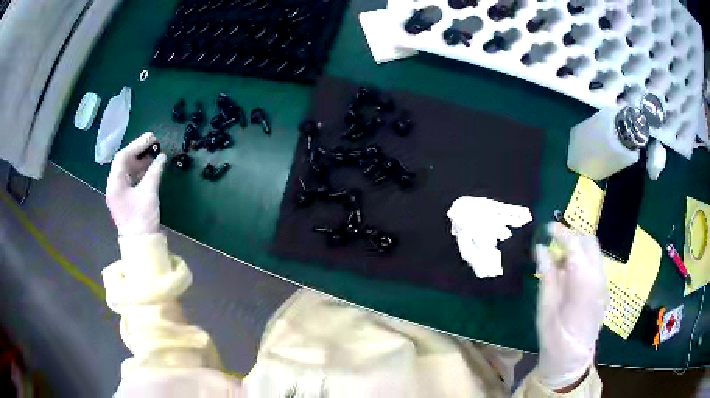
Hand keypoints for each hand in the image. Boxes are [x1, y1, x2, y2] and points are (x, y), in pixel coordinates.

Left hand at [106, 132, 166, 235]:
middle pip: (124, 163)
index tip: (151, 138)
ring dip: (140, 162)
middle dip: (138, 152)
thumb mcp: (149, 192)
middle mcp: (114, 186)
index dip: (137, 145)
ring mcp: (119, 194)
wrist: (141, 245)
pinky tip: (150, 169)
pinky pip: (131, 180)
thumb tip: (162, 157)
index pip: (122, 157)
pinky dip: (140, 172)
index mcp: (115, 184)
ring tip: (154, 155)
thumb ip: (154, 172)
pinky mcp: (125, 200)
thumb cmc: (142, 218)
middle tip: (154, 144)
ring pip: (127, 171)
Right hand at [534, 223, 608, 390]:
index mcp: (582, 283)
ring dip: (577, 248)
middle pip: (590, 242)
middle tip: (553, 241)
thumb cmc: (554, 338)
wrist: (572, 360)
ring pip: (594, 252)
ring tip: (558, 261)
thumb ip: (546, 275)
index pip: (575, 245)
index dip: (561, 232)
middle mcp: (597, 278)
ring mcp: (603, 284)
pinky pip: (594, 265)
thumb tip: (541, 249)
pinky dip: (581, 260)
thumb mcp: (545, 307)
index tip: (547, 228)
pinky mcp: (603, 290)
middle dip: (572, 236)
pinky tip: (568, 275)